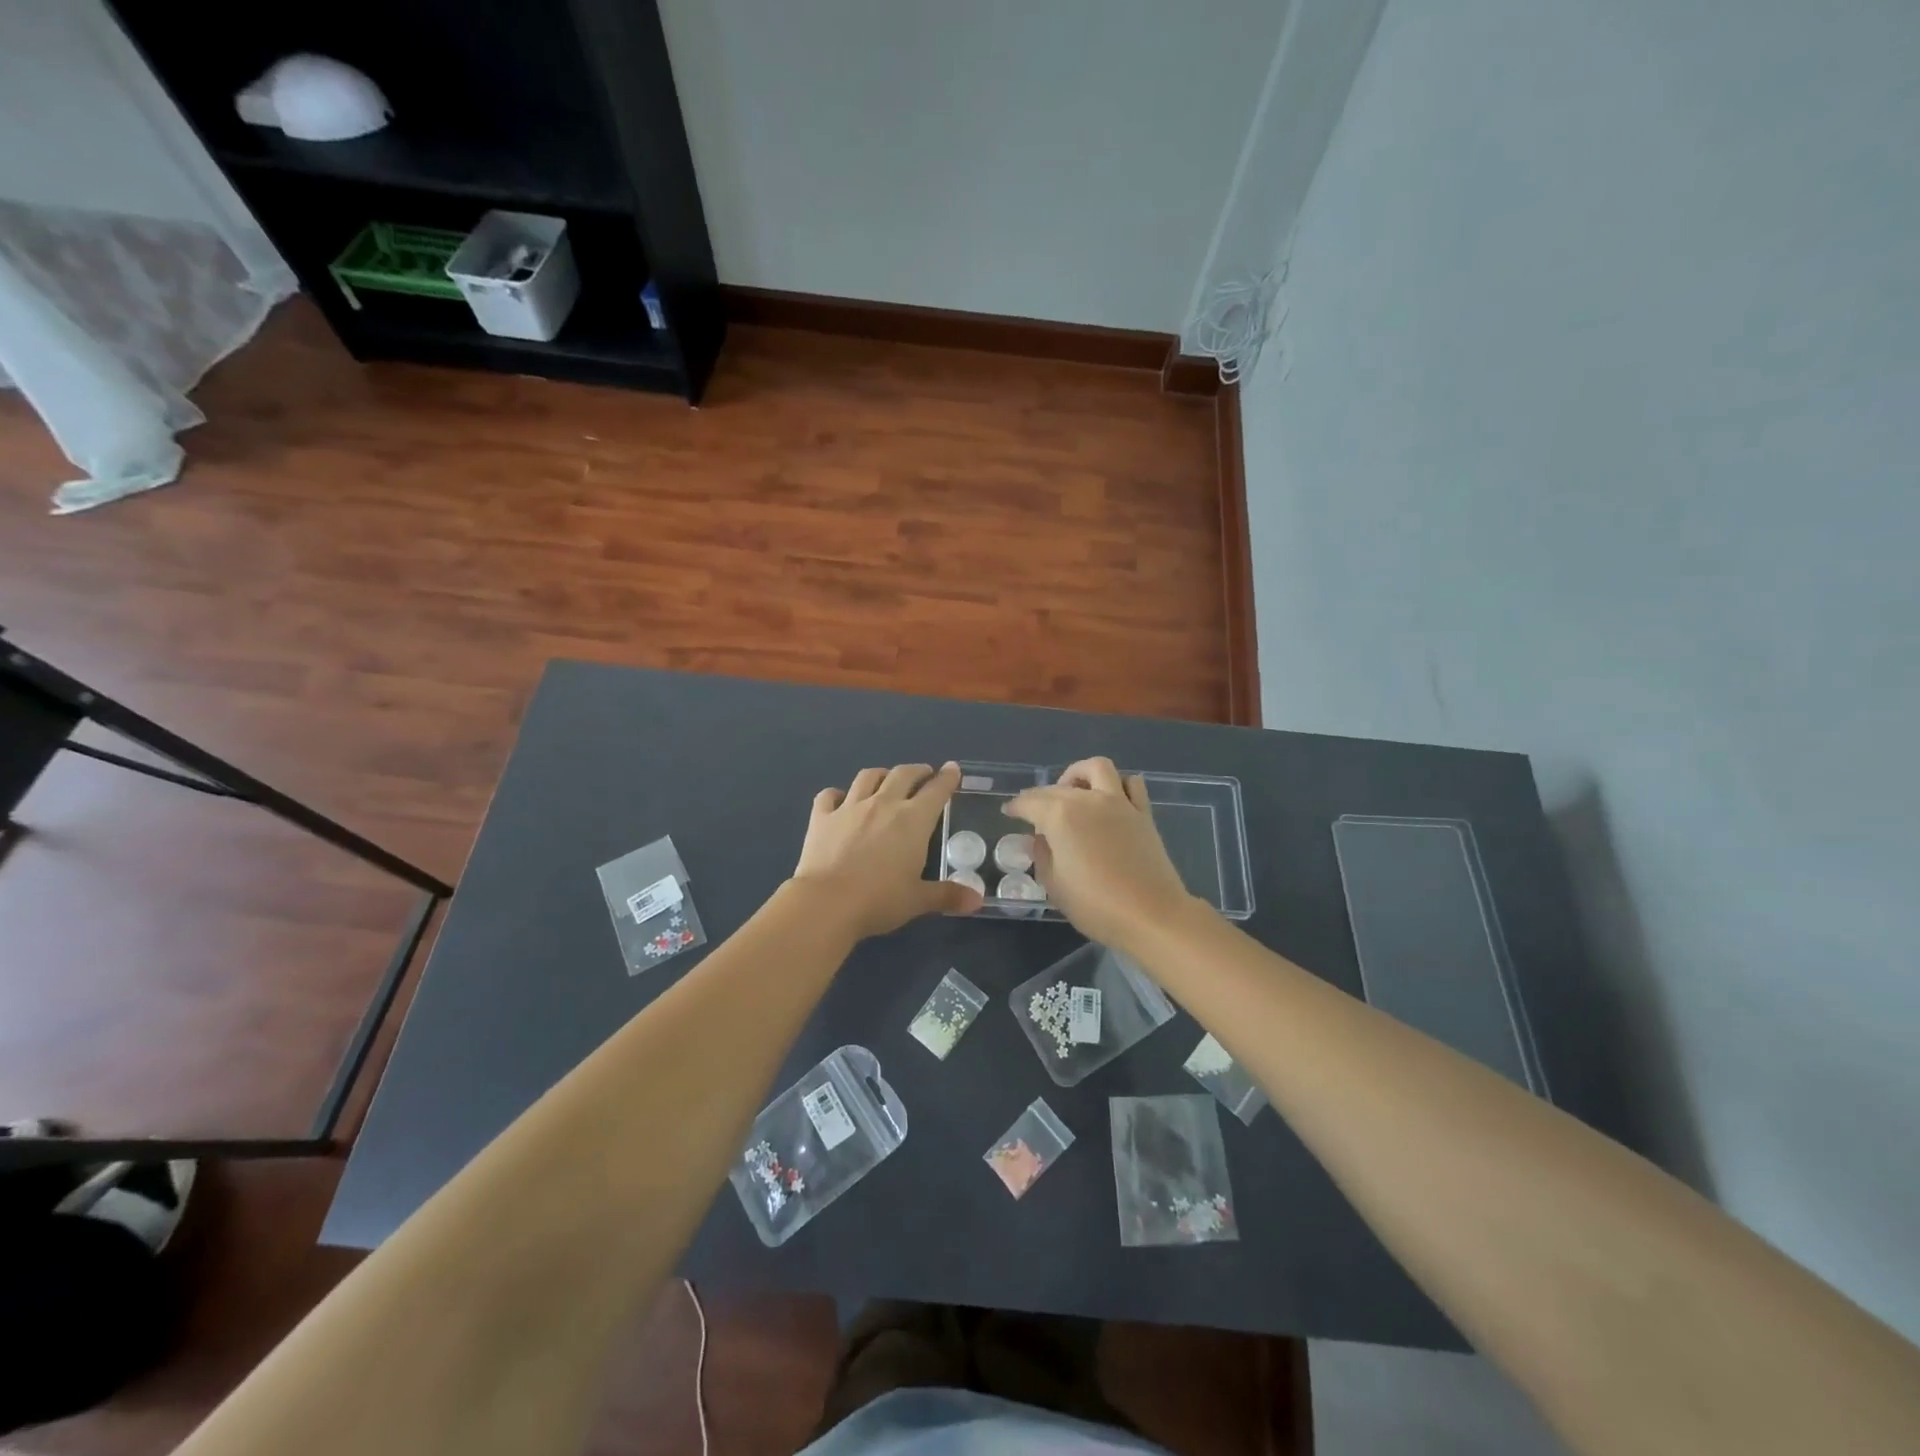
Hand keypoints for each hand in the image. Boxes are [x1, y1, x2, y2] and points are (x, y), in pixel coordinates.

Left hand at [792, 762, 983, 938]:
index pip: (936, 790)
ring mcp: (850, 807)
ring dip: (881, 775)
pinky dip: (836, 795)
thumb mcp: (918, 900)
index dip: (947, 778)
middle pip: (903, 775)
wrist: (826, 903)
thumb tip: (977, 899)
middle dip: (917, 771)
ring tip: (886, 780)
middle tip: (924, 774)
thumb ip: (948, 894)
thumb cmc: (879, 900)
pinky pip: (829, 796)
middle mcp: (883, 804)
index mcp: (913, 820)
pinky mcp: (821, 817)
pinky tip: (839, 799)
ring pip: (868, 777)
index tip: (952, 769)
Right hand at [1003, 757, 1200, 949]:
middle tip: (1034, 813)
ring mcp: (1119, 802)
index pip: (1030, 802)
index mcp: (1060, 816)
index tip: (1008, 812)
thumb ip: (1041, 855)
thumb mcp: (1055, 885)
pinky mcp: (1143, 813)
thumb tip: (1038, 838)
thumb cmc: (1095, 905)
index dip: (1016, 806)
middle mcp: (1088, 800)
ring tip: (1072, 791)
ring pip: (1096, 768)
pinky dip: (1118, 785)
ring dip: (1079, 774)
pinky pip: (1131, 784)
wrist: (1151, 915)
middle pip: (1057, 787)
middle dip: (1040, 796)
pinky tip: (1110, 800)